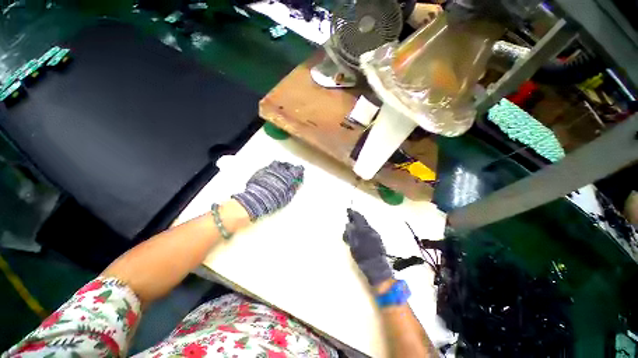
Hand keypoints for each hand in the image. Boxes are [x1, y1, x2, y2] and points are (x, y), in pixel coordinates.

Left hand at [232, 161, 303, 220]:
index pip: (298, 169)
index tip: (300, 173)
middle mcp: (280, 170)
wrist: (256, 200)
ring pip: (277, 163)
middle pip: (287, 165)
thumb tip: (298, 183)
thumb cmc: (275, 199)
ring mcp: (269, 169)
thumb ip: (294, 188)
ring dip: (281, 166)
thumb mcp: (288, 197)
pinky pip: (269, 167)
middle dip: (290, 167)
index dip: (300, 171)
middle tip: (291, 172)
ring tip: (281, 171)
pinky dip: (272, 169)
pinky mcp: (261, 171)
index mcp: (288, 176)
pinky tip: (271, 175)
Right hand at [343, 209, 392, 285]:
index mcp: (364, 231)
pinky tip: (361, 230)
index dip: (352, 213)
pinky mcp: (378, 238)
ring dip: (360, 222)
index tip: (348, 210)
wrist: (377, 266)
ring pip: (366, 224)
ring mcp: (375, 234)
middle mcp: (370, 230)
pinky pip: (369, 229)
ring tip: (355, 222)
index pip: (357, 218)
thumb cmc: (363, 257)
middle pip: (363, 219)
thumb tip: (349, 225)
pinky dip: (364, 227)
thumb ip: (351, 234)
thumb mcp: (353, 246)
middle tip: (351, 214)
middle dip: (356, 216)